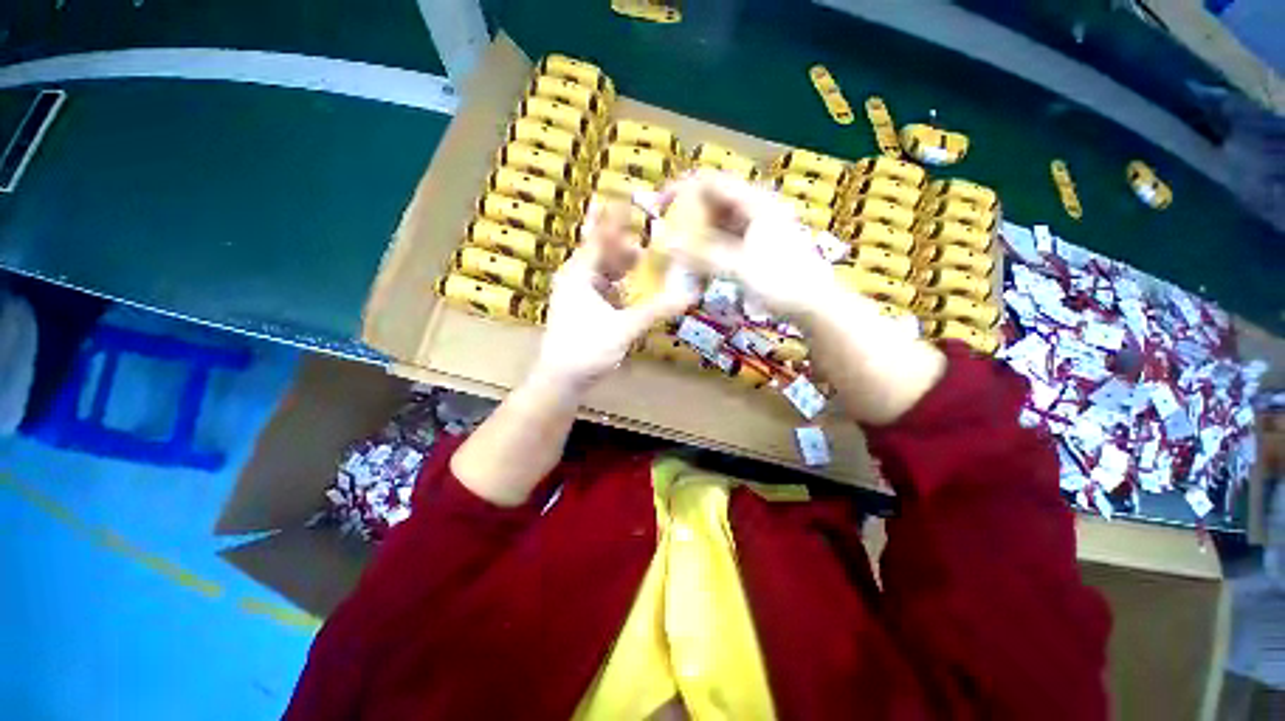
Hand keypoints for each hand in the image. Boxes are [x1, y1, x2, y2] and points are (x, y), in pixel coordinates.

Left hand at [530, 199, 697, 391]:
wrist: (560, 381)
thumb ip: (656, 311)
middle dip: (627, 245)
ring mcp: (579, 295)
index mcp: (579, 274)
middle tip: (654, 239)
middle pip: (604, 253)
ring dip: (626, 268)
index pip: (600, 237)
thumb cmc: (585, 350)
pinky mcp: (585, 310)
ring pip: (606, 272)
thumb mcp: (623, 329)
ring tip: (650, 262)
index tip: (631, 198)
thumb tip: (688, 295)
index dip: (616, 218)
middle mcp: (577, 279)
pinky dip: (622, 286)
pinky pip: (606, 289)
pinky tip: (638, 288)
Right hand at [652, 172, 839, 317]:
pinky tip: (696, 260)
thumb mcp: (738, 267)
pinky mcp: (755, 245)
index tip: (658, 206)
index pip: (711, 182)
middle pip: (713, 200)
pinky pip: (724, 238)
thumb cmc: (781, 282)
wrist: (814, 304)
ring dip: (695, 232)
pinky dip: (707, 246)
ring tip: (675, 247)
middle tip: (664, 231)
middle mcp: (755, 208)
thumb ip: (701, 255)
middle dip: (686, 213)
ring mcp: (756, 227)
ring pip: (717, 221)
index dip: (681, 189)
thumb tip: (666, 244)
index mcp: (754, 203)